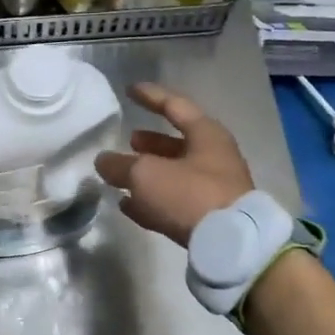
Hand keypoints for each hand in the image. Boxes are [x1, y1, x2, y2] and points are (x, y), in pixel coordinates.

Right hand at [95, 83, 254, 245]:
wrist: (229, 244)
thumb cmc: (189, 195)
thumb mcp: (146, 175)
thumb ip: (120, 166)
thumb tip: (104, 161)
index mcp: (206, 134)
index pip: (174, 106)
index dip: (150, 96)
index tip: (129, 90)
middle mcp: (214, 157)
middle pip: (177, 143)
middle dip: (151, 142)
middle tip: (128, 141)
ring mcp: (214, 188)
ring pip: (175, 174)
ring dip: (150, 173)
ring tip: (123, 175)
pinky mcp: (209, 217)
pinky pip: (176, 202)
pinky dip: (153, 200)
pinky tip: (129, 207)